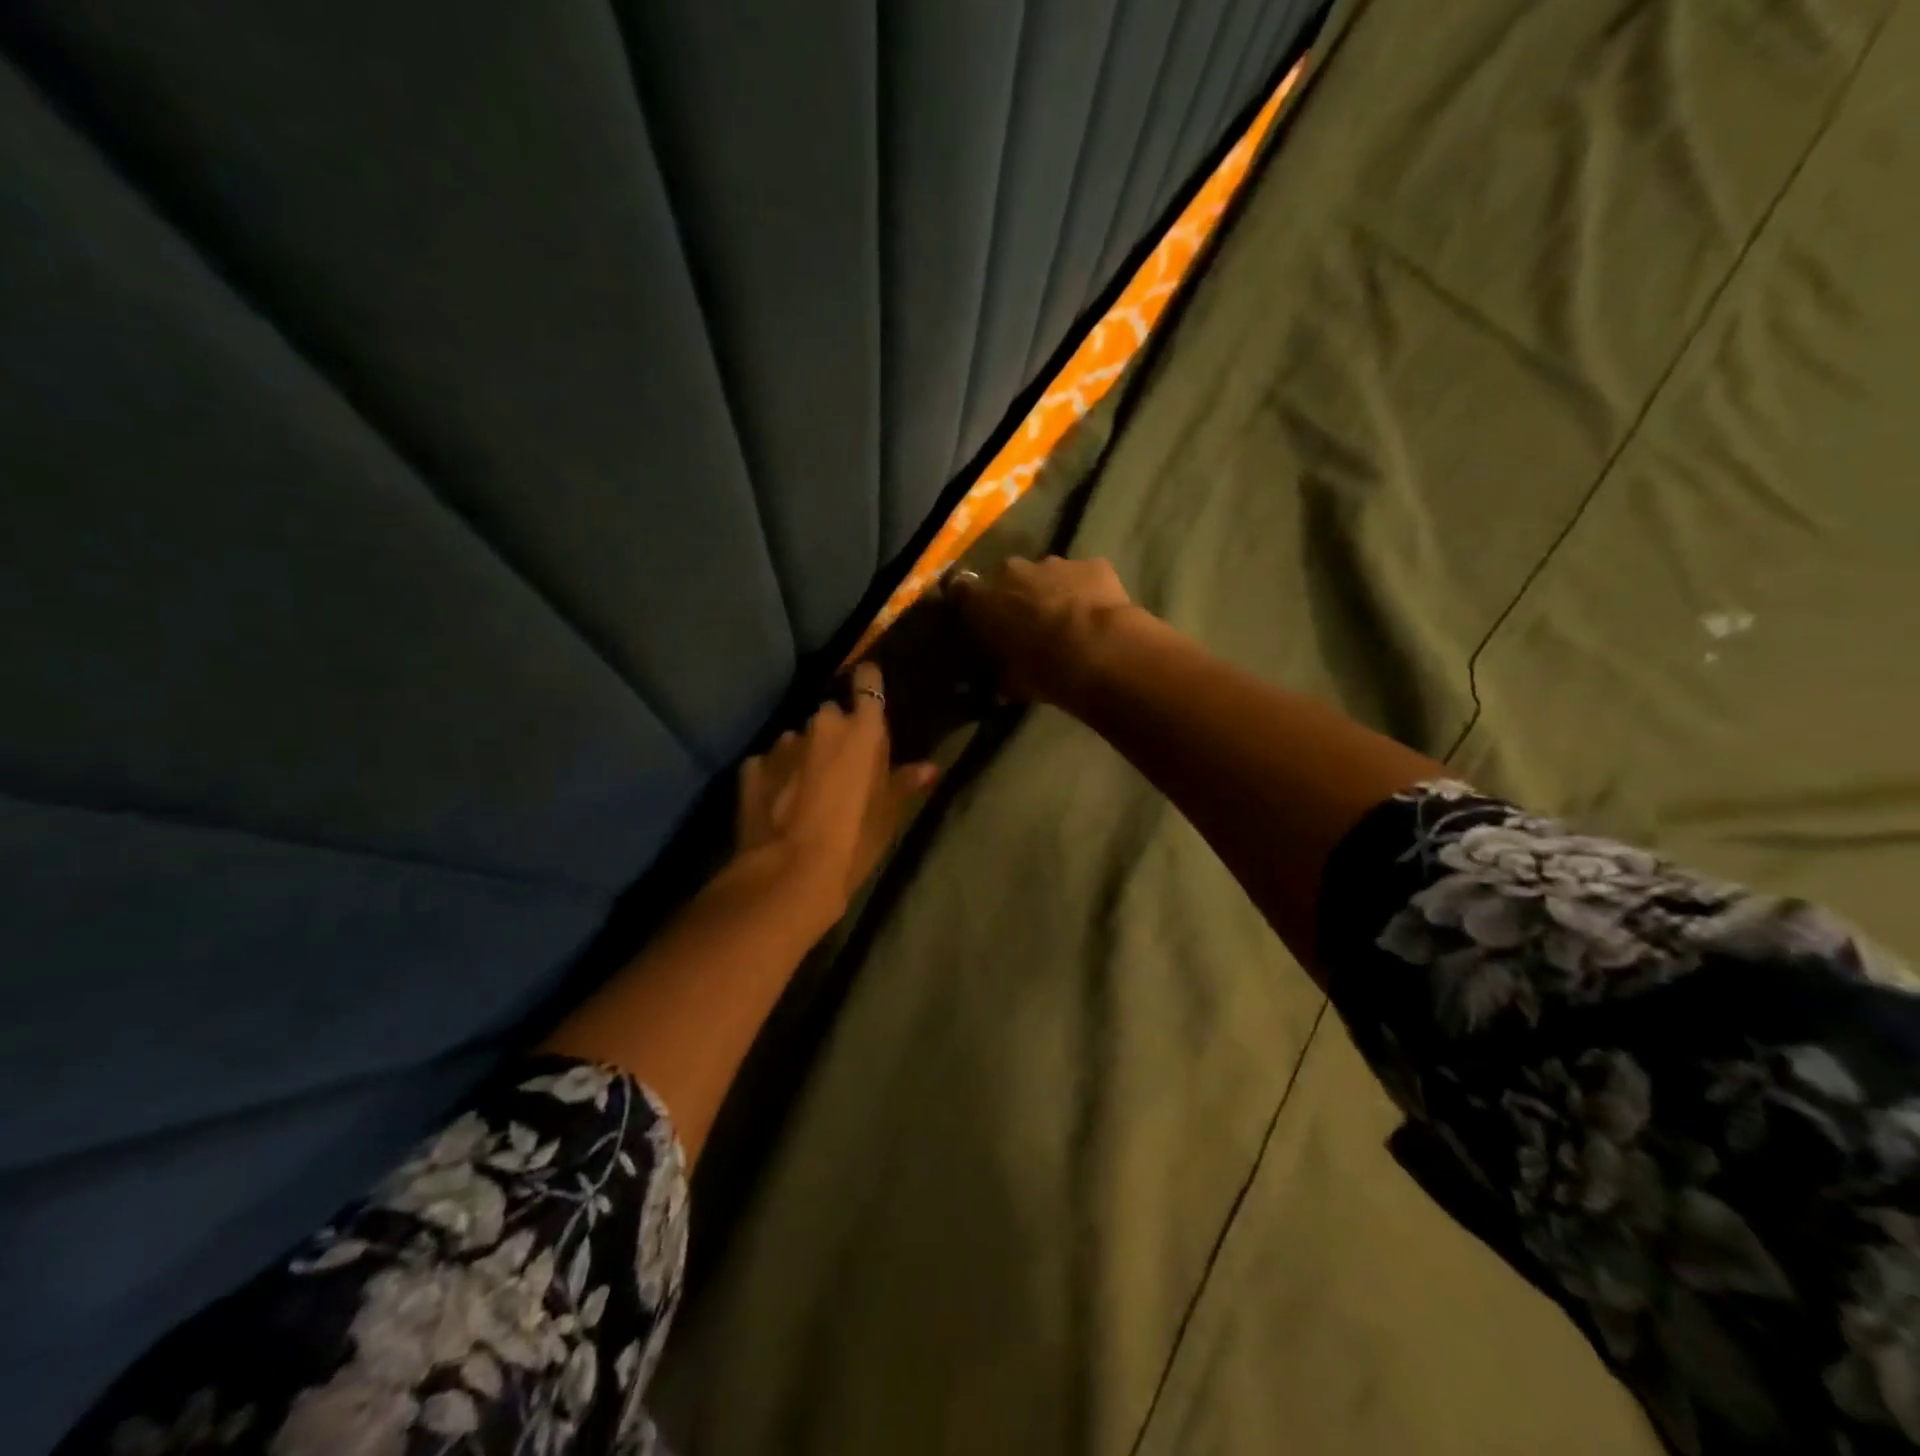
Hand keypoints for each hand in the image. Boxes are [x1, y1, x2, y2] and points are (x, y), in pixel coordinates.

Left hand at [734, 662, 936, 917]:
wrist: (789, 874)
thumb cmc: (854, 842)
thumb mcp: (888, 815)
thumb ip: (905, 782)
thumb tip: (929, 767)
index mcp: (862, 731)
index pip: (867, 681)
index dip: (867, 683)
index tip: (867, 689)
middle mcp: (821, 725)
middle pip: (831, 716)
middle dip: (835, 735)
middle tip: (841, 768)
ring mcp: (782, 744)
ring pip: (798, 741)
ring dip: (804, 757)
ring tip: (807, 792)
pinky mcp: (752, 766)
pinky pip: (770, 764)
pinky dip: (777, 776)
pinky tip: (779, 804)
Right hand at [946, 556, 1136, 705]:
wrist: (1099, 651)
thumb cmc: (1043, 669)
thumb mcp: (1012, 682)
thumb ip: (1002, 676)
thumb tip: (1000, 685)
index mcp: (983, 600)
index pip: (962, 592)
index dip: (974, 606)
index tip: (983, 623)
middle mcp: (1012, 572)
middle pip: (1008, 579)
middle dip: (1016, 597)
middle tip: (1030, 626)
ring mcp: (1054, 564)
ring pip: (1047, 575)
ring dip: (1052, 593)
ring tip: (1069, 623)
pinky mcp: (1091, 564)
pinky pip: (1083, 576)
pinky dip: (1087, 591)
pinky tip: (1098, 614)